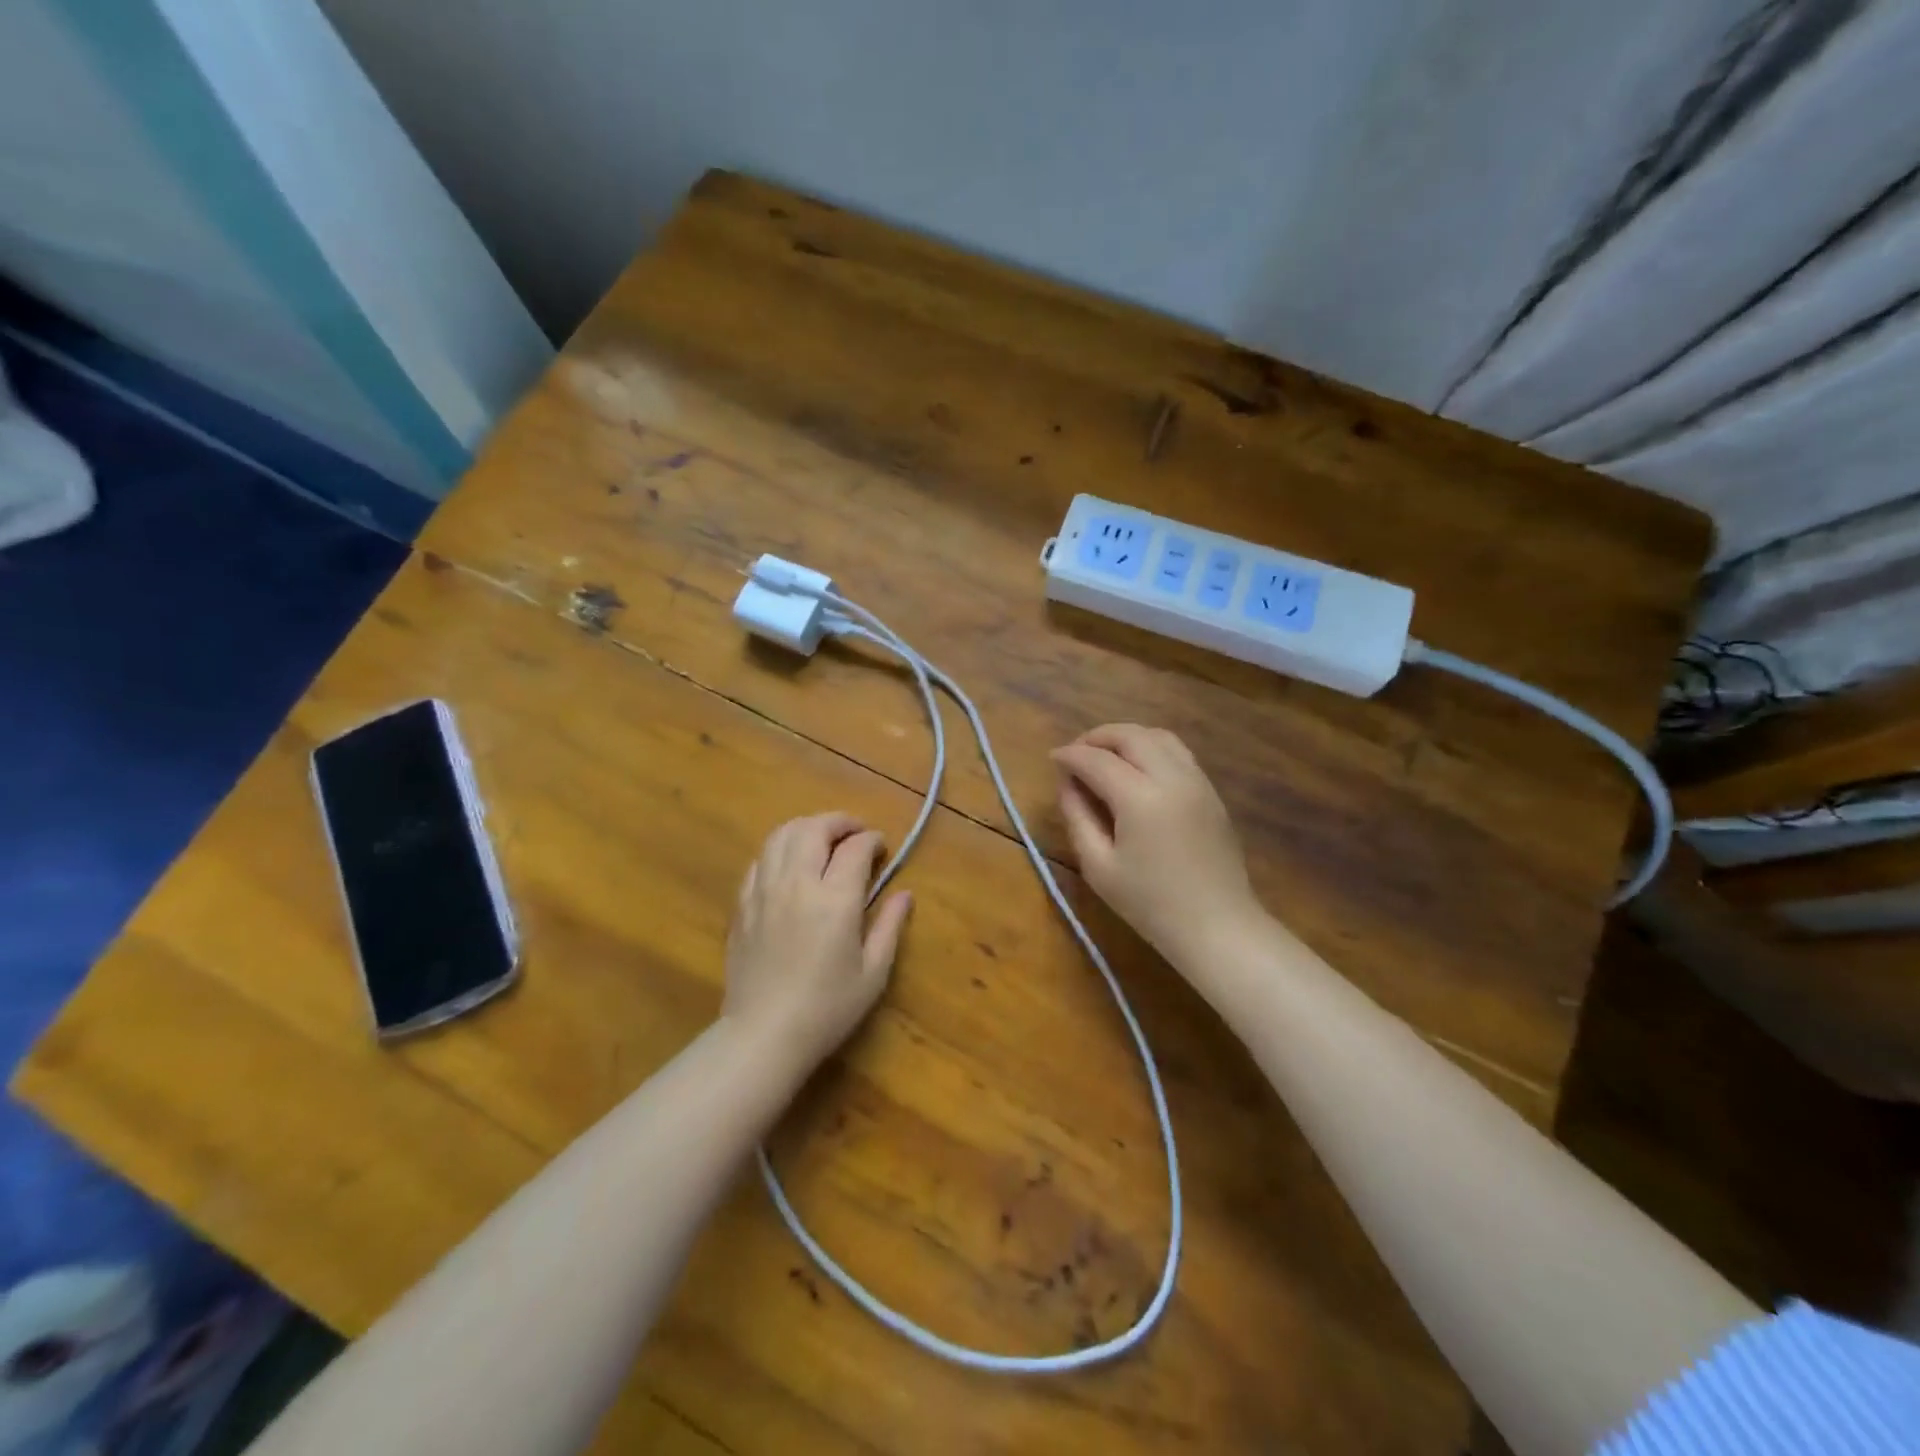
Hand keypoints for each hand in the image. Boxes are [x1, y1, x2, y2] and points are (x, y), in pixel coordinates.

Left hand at [722, 813, 912, 1076]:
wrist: (764, 1035)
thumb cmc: (827, 1008)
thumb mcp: (873, 972)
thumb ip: (890, 926)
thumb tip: (904, 894)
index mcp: (834, 899)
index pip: (855, 848)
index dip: (872, 840)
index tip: (881, 848)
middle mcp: (797, 884)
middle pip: (814, 828)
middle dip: (839, 822)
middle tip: (855, 834)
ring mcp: (764, 891)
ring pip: (781, 834)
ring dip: (806, 828)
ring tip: (823, 840)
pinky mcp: (743, 904)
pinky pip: (760, 860)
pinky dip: (779, 850)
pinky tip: (790, 865)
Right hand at [1052, 725, 1262, 967]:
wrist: (1217, 926)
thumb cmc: (1150, 903)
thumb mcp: (1099, 866)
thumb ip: (1078, 817)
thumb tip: (1067, 783)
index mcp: (1140, 797)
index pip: (1096, 760)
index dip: (1070, 755)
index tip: (1052, 759)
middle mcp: (1172, 777)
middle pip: (1130, 736)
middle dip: (1097, 737)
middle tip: (1076, 752)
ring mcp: (1197, 781)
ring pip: (1159, 736)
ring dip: (1127, 737)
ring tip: (1105, 755)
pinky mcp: (1211, 792)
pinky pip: (1178, 753)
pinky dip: (1151, 748)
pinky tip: (1137, 768)